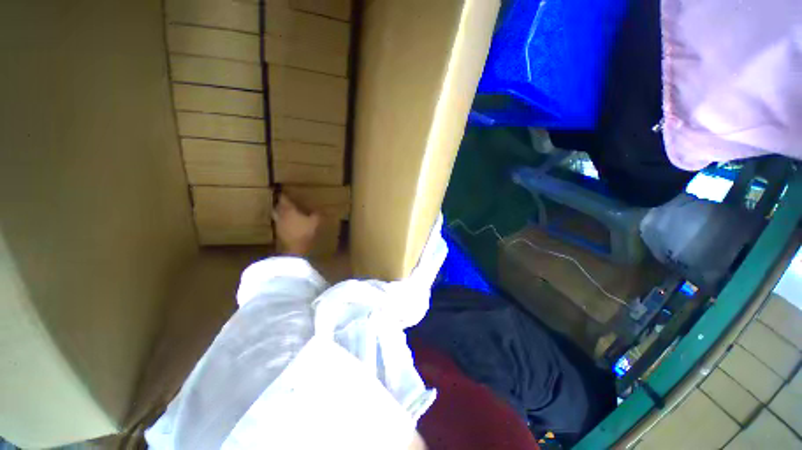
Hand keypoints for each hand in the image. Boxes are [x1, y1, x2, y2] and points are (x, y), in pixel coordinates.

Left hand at [272, 193, 319, 255]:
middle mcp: (281, 215)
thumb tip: (319, 210)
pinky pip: (279, 222)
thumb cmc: (305, 232)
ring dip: (280, 212)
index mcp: (289, 210)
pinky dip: (283, 220)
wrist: (295, 248)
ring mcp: (278, 224)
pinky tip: (288, 223)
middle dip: (281, 203)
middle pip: (278, 206)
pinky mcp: (278, 232)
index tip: (285, 192)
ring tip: (286, 212)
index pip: (284, 199)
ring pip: (277, 214)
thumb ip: (316, 214)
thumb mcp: (315, 222)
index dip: (284, 195)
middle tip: (286, 202)